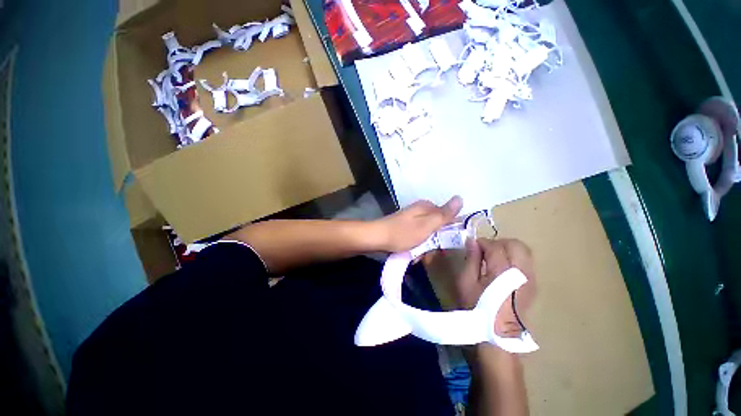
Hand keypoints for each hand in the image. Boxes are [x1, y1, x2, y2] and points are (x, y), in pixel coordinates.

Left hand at [372, 196, 462, 252]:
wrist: (376, 238)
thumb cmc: (402, 233)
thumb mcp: (426, 225)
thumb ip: (444, 214)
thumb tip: (460, 197)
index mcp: (427, 207)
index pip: (448, 218)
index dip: (449, 233)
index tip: (445, 246)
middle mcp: (420, 211)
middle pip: (437, 228)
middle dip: (435, 243)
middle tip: (428, 255)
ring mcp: (412, 220)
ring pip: (428, 235)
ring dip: (425, 248)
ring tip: (418, 257)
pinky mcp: (406, 228)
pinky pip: (418, 238)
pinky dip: (417, 247)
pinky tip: (412, 255)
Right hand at [454, 238, 535, 336]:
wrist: (498, 336)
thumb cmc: (477, 307)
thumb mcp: (466, 282)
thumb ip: (471, 259)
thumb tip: (472, 241)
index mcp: (502, 270)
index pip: (495, 245)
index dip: (482, 242)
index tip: (473, 247)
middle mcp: (521, 271)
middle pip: (516, 244)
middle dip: (498, 243)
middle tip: (485, 251)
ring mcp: (531, 279)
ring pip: (524, 251)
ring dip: (507, 249)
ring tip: (493, 259)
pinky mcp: (534, 285)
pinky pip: (527, 262)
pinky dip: (515, 258)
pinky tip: (503, 270)